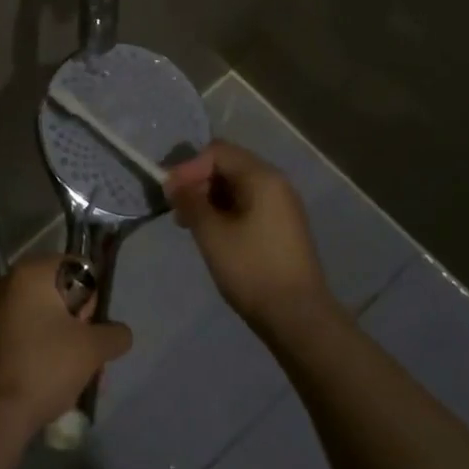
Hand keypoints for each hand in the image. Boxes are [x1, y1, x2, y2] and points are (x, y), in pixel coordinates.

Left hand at [0, 254, 132, 436]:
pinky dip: (45, 351)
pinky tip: (55, 381)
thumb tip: (120, 333)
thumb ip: (115, 334)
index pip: (77, 267)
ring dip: (66, 342)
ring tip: (78, 376)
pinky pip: (28, 335)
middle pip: (61, 295)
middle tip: (89, 355)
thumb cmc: (44, 366)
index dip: (92, 297)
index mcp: (31, 273)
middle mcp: (9, 283)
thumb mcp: (92, 349)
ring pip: (46, 319)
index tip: (92, 326)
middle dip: (81, 325)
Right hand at [165, 140, 334, 332]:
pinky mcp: (282, 226)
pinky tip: (213, 234)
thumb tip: (172, 182)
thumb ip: (189, 201)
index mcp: (262, 177)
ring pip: (237, 186)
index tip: (170, 195)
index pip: (217, 152)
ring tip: (191, 225)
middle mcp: (276, 182)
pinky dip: (225, 211)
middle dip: (198, 182)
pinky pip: (248, 204)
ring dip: (209, 198)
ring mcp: (282, 205)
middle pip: (228, 165)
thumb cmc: (252, 269)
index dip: (189, 167)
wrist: (298, 317)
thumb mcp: (212, 233)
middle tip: (178, 211)